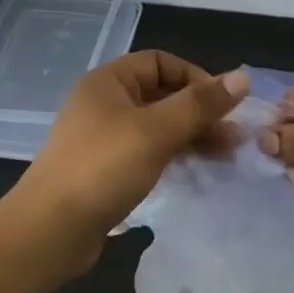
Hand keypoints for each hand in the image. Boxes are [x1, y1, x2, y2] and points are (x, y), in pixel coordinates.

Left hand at [18, 51, 248, 245]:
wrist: (50, 231)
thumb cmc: (104, 168)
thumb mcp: (157, 131)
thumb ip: (200, 104)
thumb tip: (243, 78)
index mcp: (108, 81)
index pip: (161, 62)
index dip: (196, 77)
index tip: (223, 105)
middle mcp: (104, 103)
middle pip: (162, 94)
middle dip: (199, 112)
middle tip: (234, 136)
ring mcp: (103, 138)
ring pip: (157, 126)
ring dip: (191, 135)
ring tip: (226, 155)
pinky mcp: (106, 169)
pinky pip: (147, 151)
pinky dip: (173, 155)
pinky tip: (196, 169)